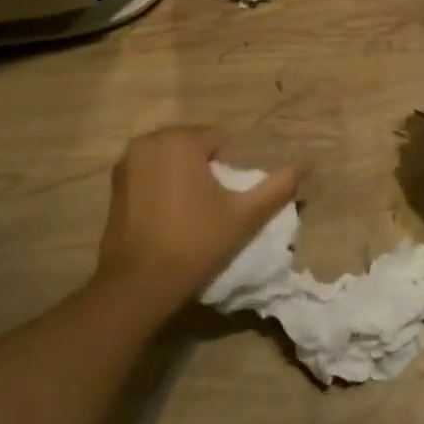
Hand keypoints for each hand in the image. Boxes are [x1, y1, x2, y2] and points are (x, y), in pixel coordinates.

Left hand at [94, 127, 302, 306]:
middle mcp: (148, 142)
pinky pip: (150, 174)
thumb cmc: (196, 243)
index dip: (229, 169)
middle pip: (193, 146)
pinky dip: (162, 186)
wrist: (139, 283)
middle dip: (205, 168)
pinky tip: (169, 217)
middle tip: (213, 207)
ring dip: (184, 176)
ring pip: (170, 159)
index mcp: (180, 141)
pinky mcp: (115, 186)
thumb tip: (308, 163)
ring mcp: (126, 163)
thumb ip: (278, 186)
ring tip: (192, 213)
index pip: (219, 140)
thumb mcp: (245, 215)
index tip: (227, 199)